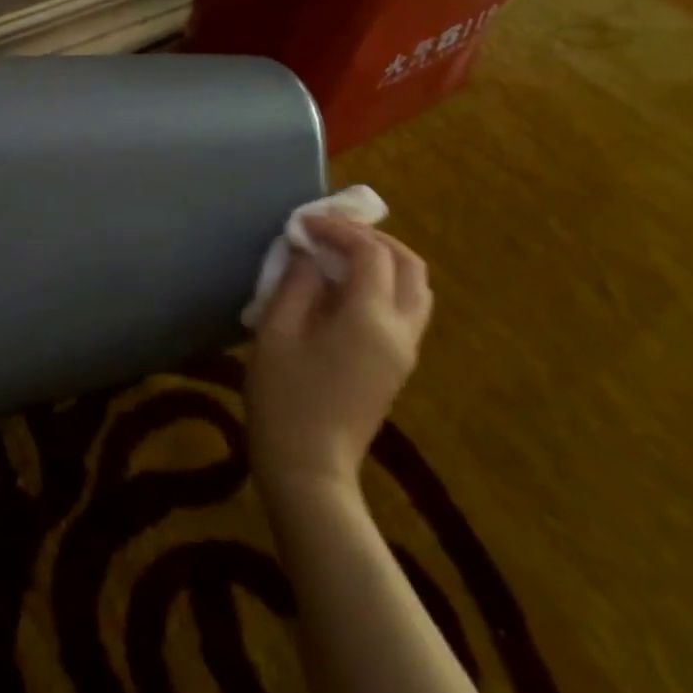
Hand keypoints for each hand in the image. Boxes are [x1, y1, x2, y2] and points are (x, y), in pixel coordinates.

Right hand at [246, 214, 431, 505]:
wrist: (308, 469)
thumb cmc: (284, 398)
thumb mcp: (277, 331)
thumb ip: (297, 283)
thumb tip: (310, 252)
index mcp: (370, 319)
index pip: (370, 254)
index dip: (339, 229)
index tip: (303, 224)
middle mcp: (400, 331)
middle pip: (409, 265)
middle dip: (372, 238)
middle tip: (331, 232)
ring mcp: (405, 351)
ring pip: (416, 288)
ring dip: (384, 260)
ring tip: (342, 255)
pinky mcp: (398, 366)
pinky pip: (407, 309)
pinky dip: (385, 284)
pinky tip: (345, 289)